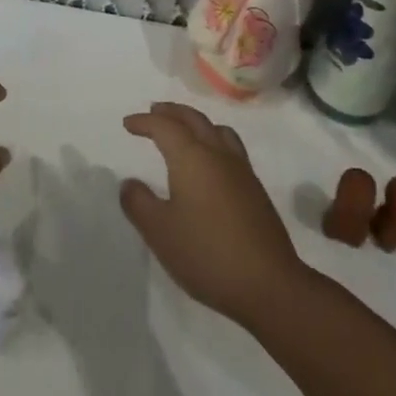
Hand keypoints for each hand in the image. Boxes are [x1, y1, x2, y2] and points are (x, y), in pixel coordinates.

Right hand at [119, 102, 308, 327]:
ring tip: (183, 130)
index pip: (165, 126)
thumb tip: (129, 183)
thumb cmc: (206, 254)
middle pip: (193, 119)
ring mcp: (241, 170)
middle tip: (154, 112)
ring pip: (216, 129)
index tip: (128, 124)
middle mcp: (218, 154)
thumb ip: (139, 203)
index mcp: (192, 157)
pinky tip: (210, 162)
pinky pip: (230, 146)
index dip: (144, 122)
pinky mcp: (255, 188)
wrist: (268, 284)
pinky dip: (213, 139)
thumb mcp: (160, 232)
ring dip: (195, 122)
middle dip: (171, 112)